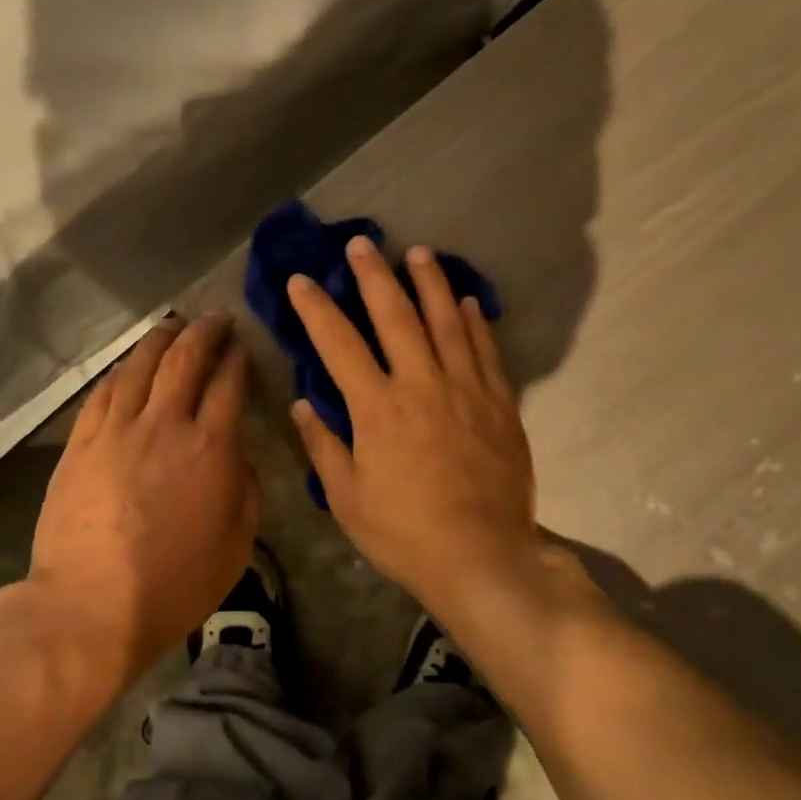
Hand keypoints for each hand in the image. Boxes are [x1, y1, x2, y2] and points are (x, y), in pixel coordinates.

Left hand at [27, 314, 258, 687]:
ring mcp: (116, 430)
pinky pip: (102, 393)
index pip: (228, 384)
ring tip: (173, 325)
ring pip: (140, 366)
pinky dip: (121, 371)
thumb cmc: (174, 583)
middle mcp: (164, 424)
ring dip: (161, 339)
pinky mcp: (80, 443)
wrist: (90, 606)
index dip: (238, 358)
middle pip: (185, 359)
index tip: (243, 346)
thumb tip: (238, 457)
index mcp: (210, 447)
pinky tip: (128, 366)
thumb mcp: (237, 544)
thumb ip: (246, 489)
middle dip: (204, 331)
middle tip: (216, 318)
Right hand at [287, 237, 542, 616]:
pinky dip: (474, 322)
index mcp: (377, 408)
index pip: (339, 344)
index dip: (316, 309)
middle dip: (374, 276)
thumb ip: (324, 446)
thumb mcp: (348, 498)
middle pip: (396, 317)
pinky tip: (467, 302)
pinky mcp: (499, 403)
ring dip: (430, 283)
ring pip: (446, 322)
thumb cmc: (404, 532)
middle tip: (362, 243)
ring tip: (419, 253)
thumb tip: (303, 405)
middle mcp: (421, 385)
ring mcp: (466, 390)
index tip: (301, 280)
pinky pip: (486, 351)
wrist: (482, 556)